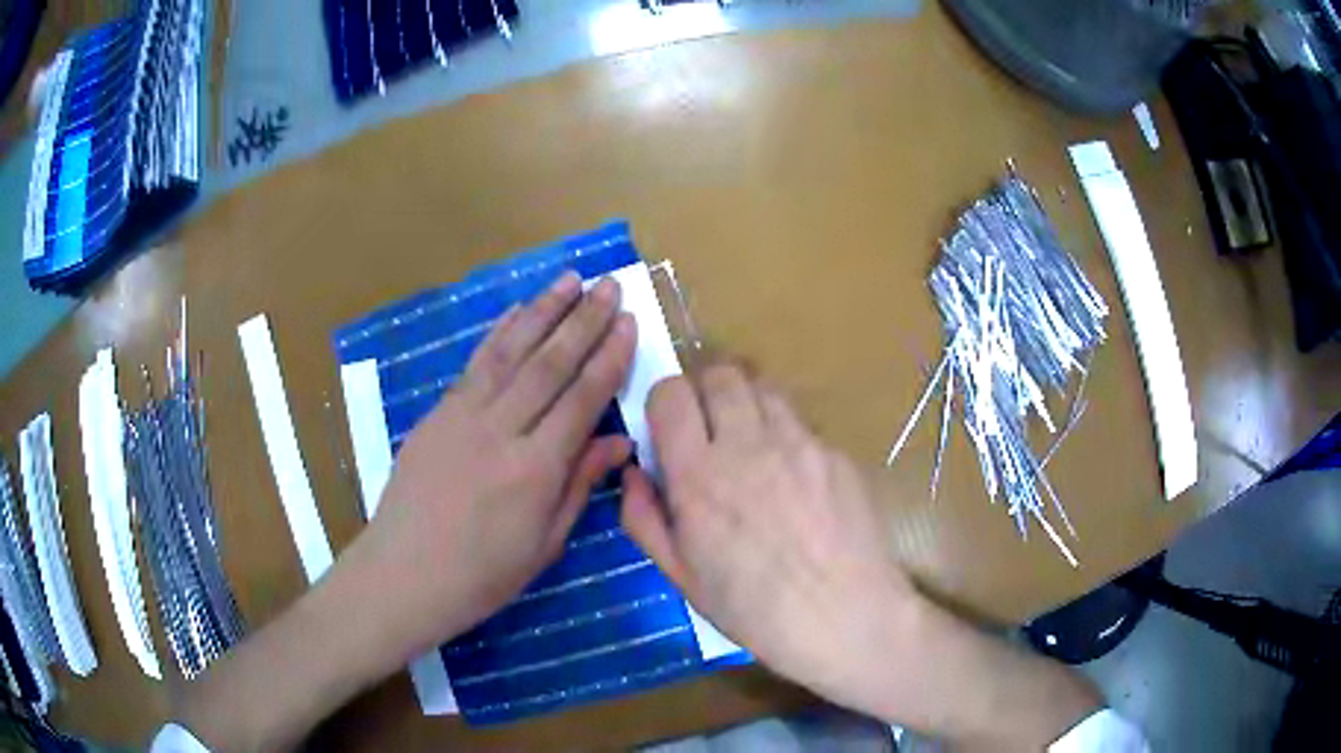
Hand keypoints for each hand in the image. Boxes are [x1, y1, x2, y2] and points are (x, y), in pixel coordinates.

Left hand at [348, 271, 636, 660]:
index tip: (629, 322)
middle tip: (610, 285)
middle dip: (584, 320)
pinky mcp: (438, 412)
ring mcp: (463, 416)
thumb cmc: (483, 574)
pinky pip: (475, 363)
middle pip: (550, 363)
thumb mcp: (545, 543)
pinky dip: (499, 332)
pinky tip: (517, 310)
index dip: (609, 357)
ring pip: (511, 351)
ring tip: (570, 279)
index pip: (582, 399)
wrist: (405, 573)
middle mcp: (501, 430)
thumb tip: (619, 442)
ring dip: (543, 310)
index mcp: (536, 469)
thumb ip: (580, 485)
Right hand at [620, 365, 922, 716]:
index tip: (668, 429)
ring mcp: (800, 443)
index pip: (670, 393)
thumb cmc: (754, 610)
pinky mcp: (836, 452)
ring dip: (747, 404)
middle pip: (720, 373)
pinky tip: (797, 481)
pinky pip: (802, 424)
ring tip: (751, 444)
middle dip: (705, 390)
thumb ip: (644, 518)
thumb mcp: (681, 578)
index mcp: (699, 476)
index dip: (663, 402)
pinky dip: (787, 436)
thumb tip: (634, 473)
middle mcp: (748, 445)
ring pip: (764, 387)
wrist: (846, 617)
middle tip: (708, 429)